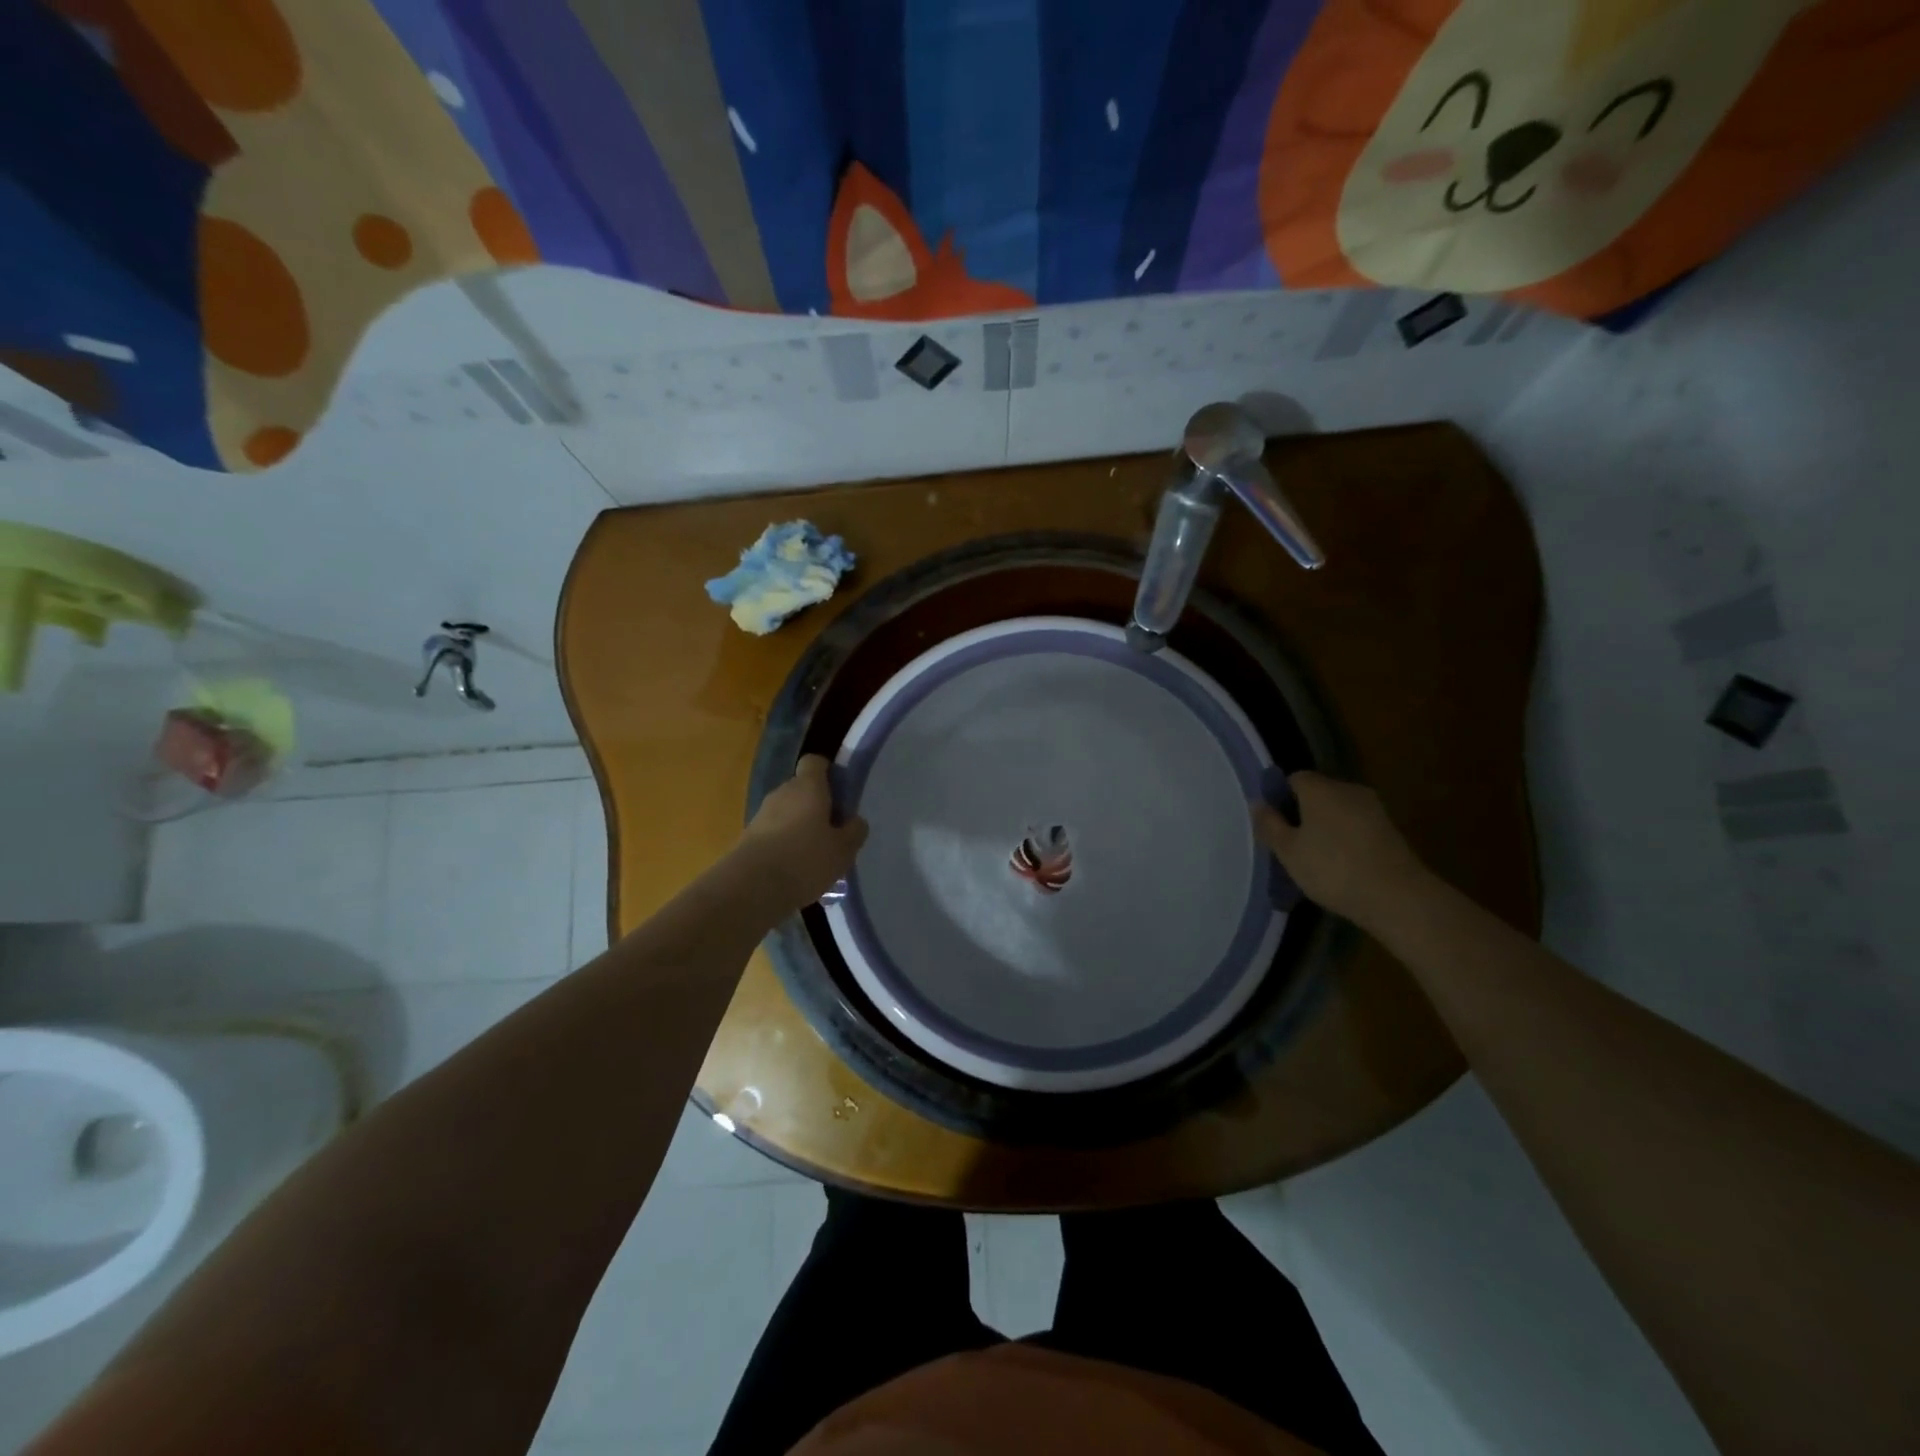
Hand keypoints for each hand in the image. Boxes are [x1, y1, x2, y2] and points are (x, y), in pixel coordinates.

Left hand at [738, 755, 868, 910]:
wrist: (751, 888)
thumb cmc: (805, 860)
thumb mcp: (843, 850)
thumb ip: (854, 831)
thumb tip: (855, 821)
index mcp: (808, 786)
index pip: (815, 762)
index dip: (829, 773)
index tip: (841, 794)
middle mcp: (782, 792)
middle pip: (802, 789)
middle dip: (818, 806)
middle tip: (834, 832)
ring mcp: (761, 814)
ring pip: (787, 812)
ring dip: (801, 827)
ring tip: (816, 856)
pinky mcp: (748, 837)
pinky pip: (774, 833)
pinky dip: (785, 844)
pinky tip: (795, 869)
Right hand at [1251, 771, 1428, 926]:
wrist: (1398, 897)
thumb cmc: (1333, 869)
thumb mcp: (1289, 851)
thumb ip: (1270, 824)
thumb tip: (1257, 802)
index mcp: (1320, 788)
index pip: (1294, 779)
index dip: (1279, 797)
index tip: (1273, 824)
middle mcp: (1348, 789)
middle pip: (1318, 792)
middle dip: (1302, 812)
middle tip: (1289, 843)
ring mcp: (1373, 809)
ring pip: (1338, 810)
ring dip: (1324, 826)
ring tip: (1313, 857)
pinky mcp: (1390, 830)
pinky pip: (1356, 825)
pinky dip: (1344, 838)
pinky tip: (1339, 864)